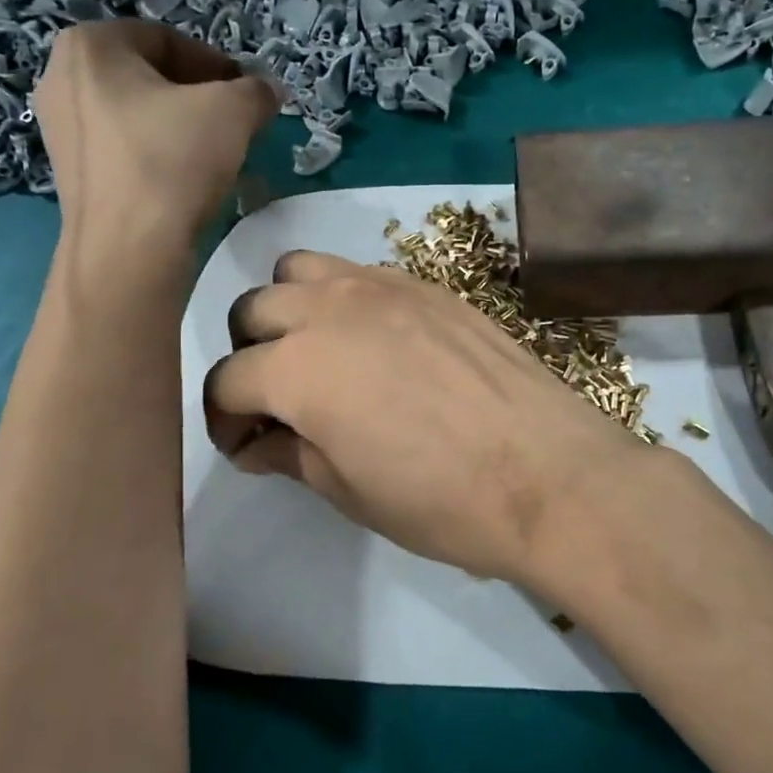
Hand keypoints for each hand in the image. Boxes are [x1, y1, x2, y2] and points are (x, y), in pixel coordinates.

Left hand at [31, 20, 277, 258]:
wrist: (129, 251)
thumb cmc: (173, 162)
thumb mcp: (233, 112)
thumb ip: (256, 91)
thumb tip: (268, 91)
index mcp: (90, 46)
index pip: (167, 40)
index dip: (216, 64)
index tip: (247, 94)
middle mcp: (61, 79)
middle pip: (149, 77)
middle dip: (198, 97)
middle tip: (236, 123)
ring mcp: (59, 131)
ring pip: (137, 116)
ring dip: (181, 128)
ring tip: (215, 155)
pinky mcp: (70, 175)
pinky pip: (123, 150)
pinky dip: (157, 157)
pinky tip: (185, 182)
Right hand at [203, 251, 654, 592]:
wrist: (548, 475)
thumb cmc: (441, 501)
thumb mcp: (349, 492)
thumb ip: (291, 455)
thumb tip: (257, 442)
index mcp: (297, 369)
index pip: (227, 380)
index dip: (224, 419)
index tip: (244, 446)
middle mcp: (328, 310)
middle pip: (252, 311)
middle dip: (248, 355)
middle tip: (276, 400)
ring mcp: (381, 287)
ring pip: (300, 272)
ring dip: (289, 310)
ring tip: (316, 353)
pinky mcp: (426, 284)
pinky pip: (359, 272)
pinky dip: (341, 298)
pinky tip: (371, 341)